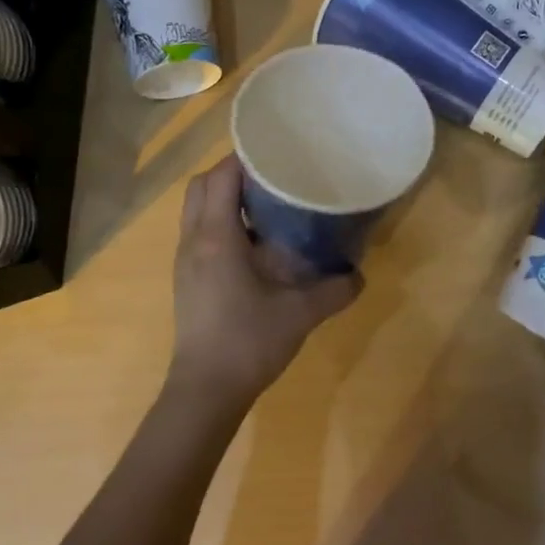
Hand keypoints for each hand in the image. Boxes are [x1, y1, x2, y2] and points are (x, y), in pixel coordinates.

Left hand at [168, 155, 360, 416]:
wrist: (205, 391)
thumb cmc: (248, 342)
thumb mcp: (301, 314)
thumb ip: (335, 290)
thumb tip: (360, 275)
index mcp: (216, 238)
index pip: (220, 177)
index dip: (245, 158)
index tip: (276, 153)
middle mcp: (193, 241)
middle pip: (201, 186)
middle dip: (231, 173)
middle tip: (271, 178)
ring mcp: (185, 261)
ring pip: (196, 210)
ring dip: (224, 198)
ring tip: (265, 205)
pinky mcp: (187, 280)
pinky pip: (199, 232)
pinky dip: (221, 222)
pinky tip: (254, 244)